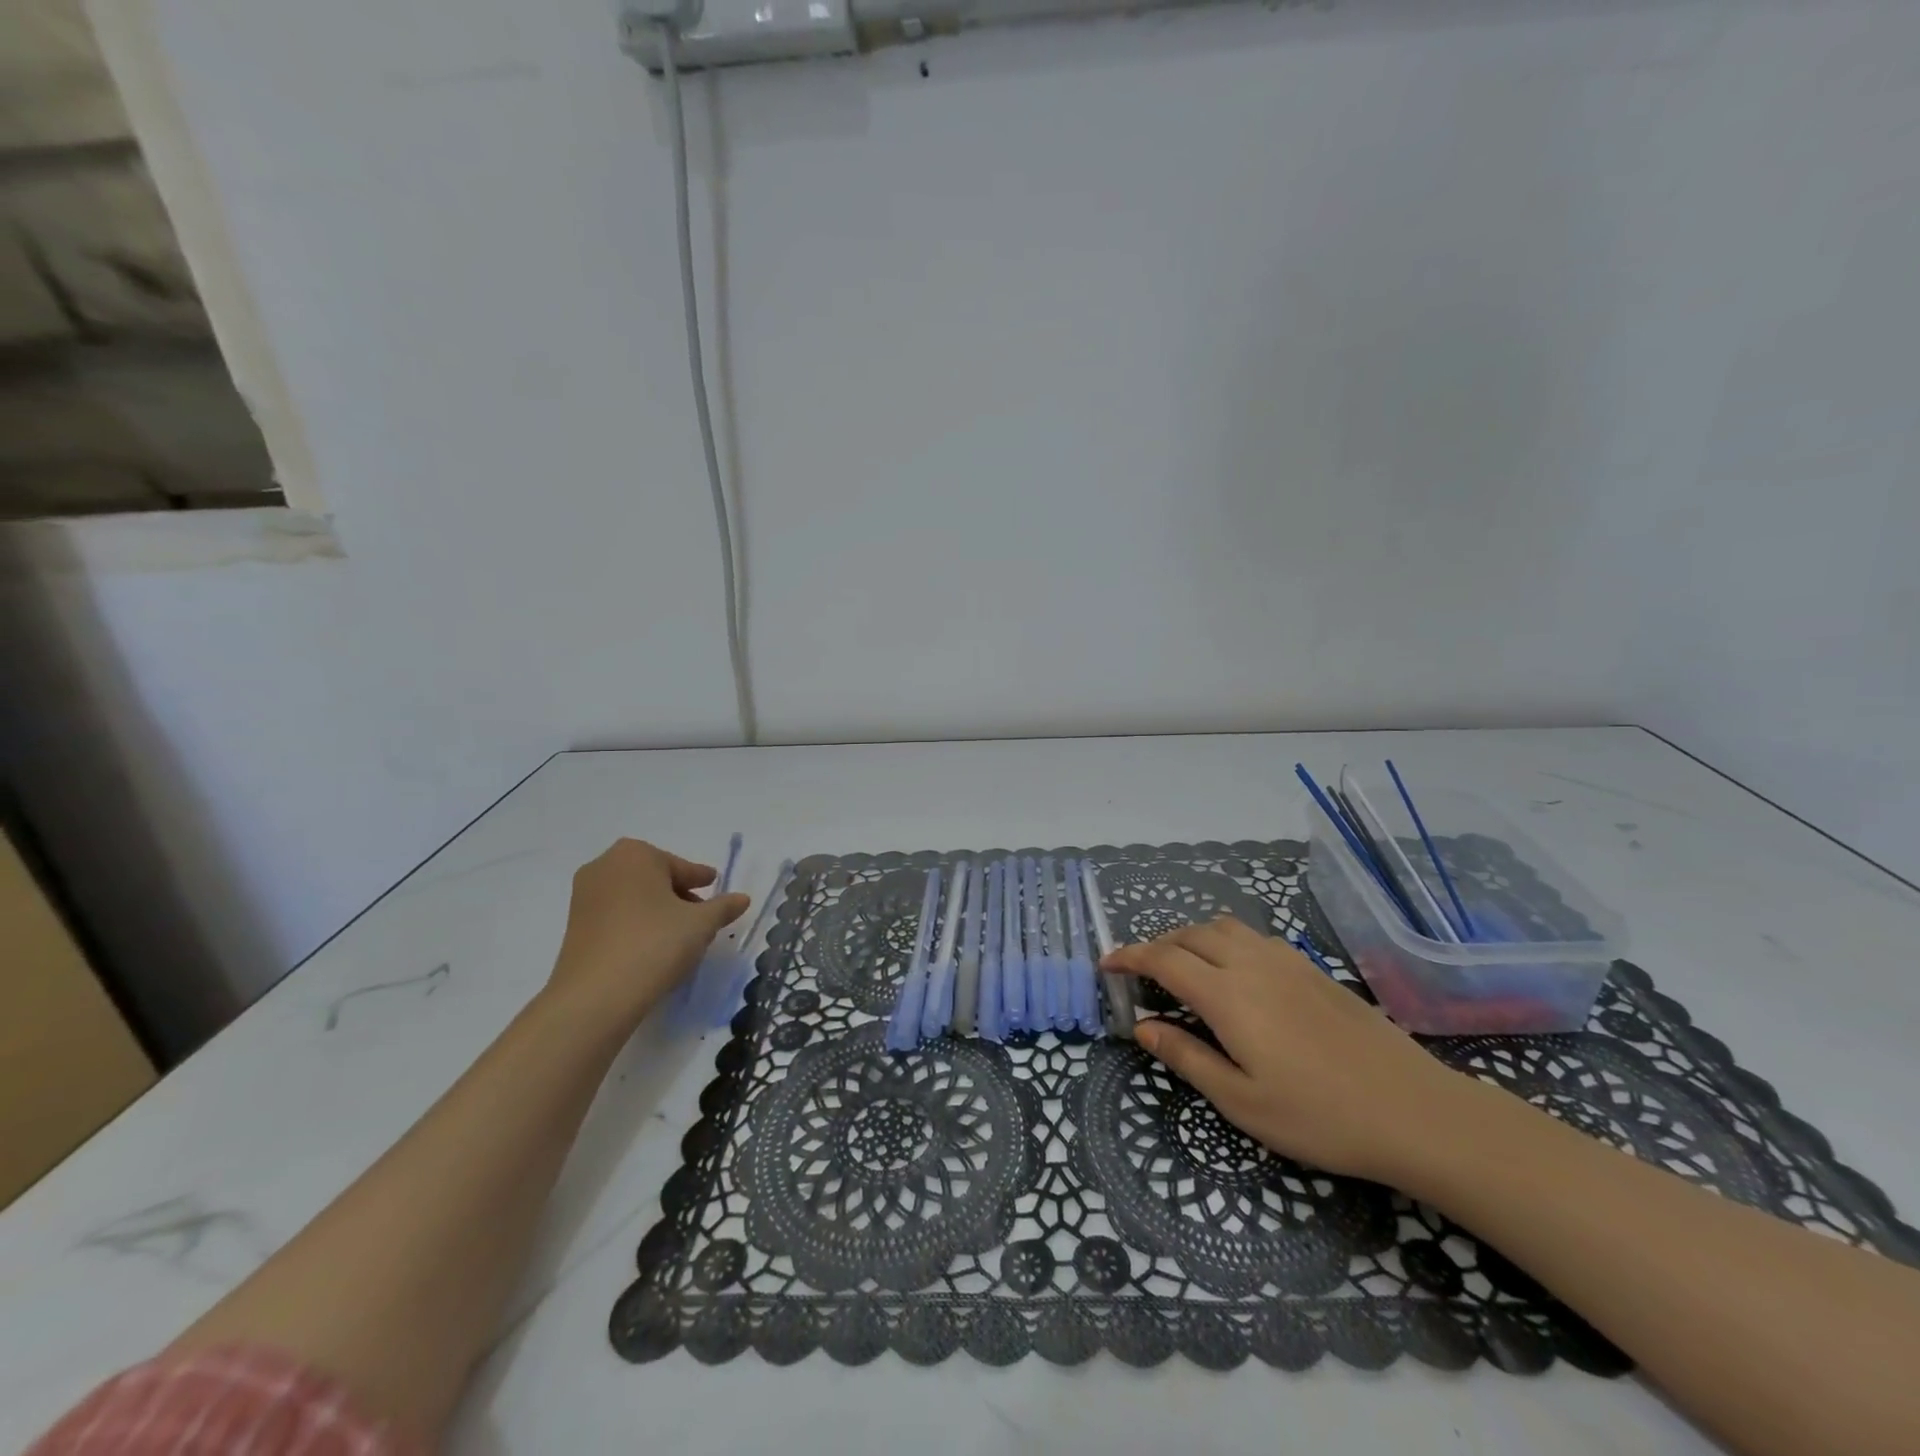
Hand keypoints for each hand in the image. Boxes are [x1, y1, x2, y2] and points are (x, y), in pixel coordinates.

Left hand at [546, 838, 749, 1025]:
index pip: (680, 866)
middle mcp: (604, 866)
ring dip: (657, 911)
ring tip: (680, 937)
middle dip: (678, 895)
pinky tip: (652, 948)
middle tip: (700, 917)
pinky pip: (616, 916)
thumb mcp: (701, 924)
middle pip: (655, 878)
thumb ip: (723, 907)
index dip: (700, 879)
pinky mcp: (574, 926)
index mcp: (635, 854)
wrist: (596, 997)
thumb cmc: (654, 944)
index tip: (714, 887)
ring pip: (634, 897)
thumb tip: (742, 898)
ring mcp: (584, 897)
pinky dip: (636, 925)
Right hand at [1102, 917, 1472, 1182]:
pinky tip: (1236, 976)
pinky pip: (1253, 937)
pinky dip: (1226, 942)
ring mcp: (1286, 961)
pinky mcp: (1312, 968)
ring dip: (1192, 938)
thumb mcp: (1241, 1102)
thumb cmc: (1319, 1116)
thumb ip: (1186, 1058)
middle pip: (1190, 934)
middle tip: (1143, 975)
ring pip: (1223, 927)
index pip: (1163, 958)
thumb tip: (1144, 1027)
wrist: (1414, 1110)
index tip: (1107, 965)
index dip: (1129, 956)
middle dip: (1157, 945)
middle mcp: (1251, 964)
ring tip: (1185, 970)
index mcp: (1227, 995)